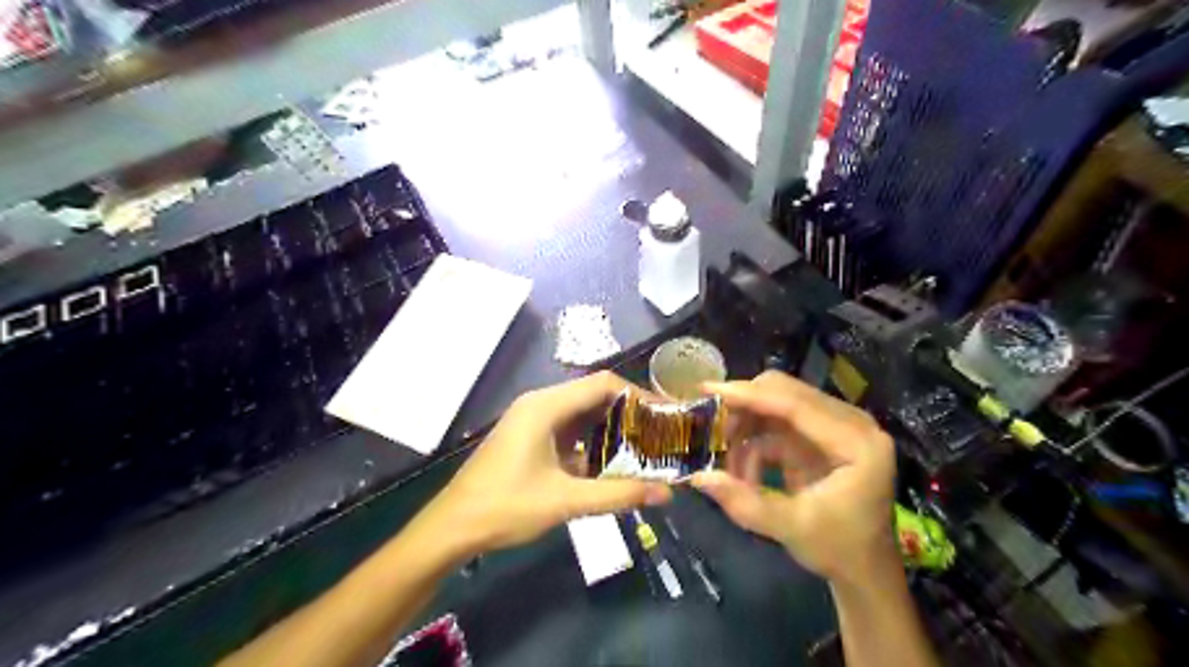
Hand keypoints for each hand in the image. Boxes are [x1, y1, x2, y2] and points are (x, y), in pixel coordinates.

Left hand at [423, 373, 673, 553]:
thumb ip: (618, 495)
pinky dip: (592, 443)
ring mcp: (533, 421)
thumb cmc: (505, 507)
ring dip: (611, 429)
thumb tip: (666, 493)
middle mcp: (541, 404)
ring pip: (582, 415)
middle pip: (594, 396)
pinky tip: (612, 464)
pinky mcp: (530, 439)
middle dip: (628, 413)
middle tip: (661, 433)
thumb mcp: (565, 501)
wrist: (452, 527)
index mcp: (546, 406)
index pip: (603, 384)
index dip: (638, 395)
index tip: (666, 414)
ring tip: (645, 448)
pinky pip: (569, 431)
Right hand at [693, 370, 896, 583]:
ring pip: (777, 405)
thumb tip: (697, 477)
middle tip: (708, 427)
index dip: (749, 396)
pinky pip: (777, 424)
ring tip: (725, 463)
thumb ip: (745, 502)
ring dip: (746, 428)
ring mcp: (836, 426)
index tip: (707, 390)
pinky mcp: (820, 436)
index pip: (796, 404)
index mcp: (857, 442)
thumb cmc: (839, 550)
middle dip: (743, 408)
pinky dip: (754, 443)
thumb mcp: (792, 529)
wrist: (865, 570)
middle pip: (785, 393)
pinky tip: (742, 473)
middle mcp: (851, 423)